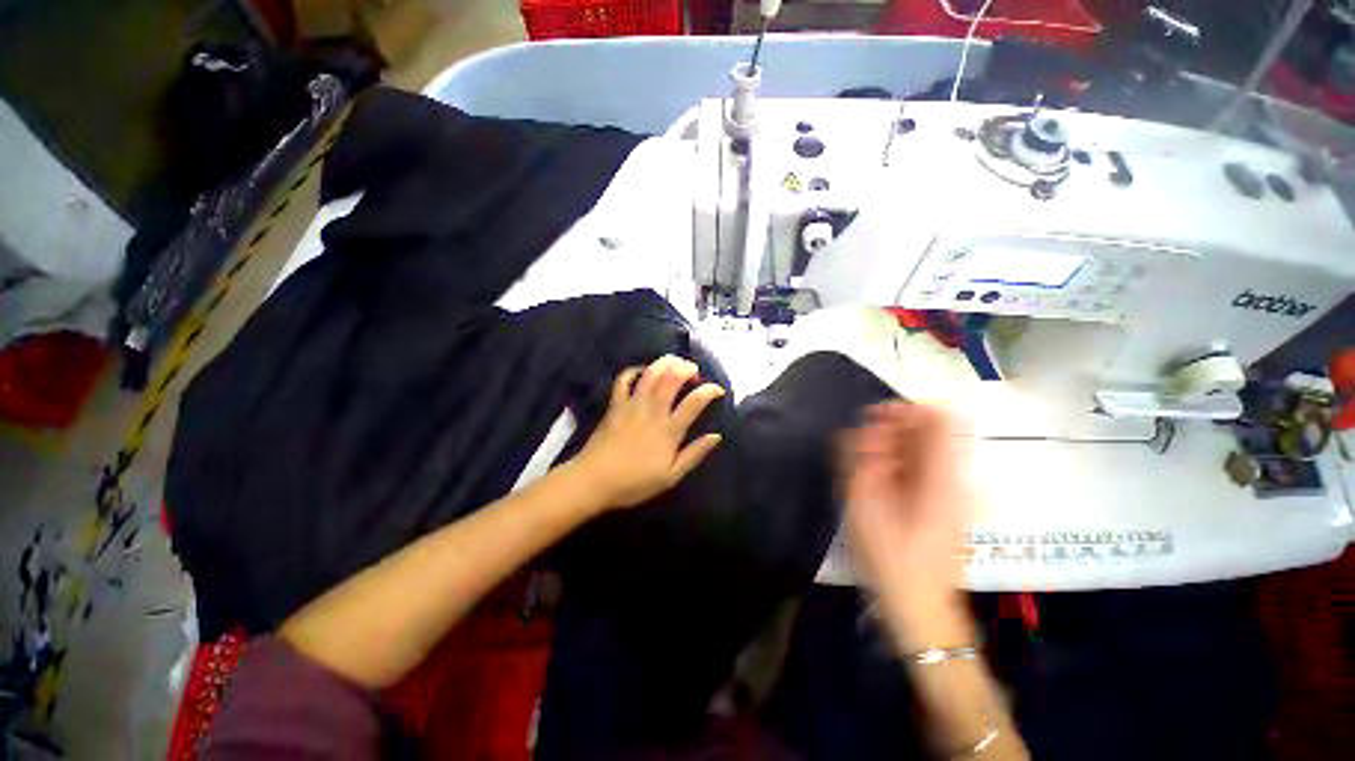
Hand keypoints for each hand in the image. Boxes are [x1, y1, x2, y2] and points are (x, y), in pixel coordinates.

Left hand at [573, 355, 725, 509]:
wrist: (593, 481)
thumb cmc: (634, 483)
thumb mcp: (670, 476)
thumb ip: (694, 454)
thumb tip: (716, 436)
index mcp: (668, 431)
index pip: (693, 403)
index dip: (709, 391)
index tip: (717, 389)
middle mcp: (652, 412)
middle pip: (671, 379)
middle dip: (686, 368)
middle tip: (694, 371)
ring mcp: (632, 405)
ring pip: (650, 374)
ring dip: (665, 362)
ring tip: (676, 363)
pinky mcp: (615, 404)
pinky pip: (624, 379)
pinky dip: (635, 370)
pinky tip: (644, 371)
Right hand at [844, 403, 972, 608]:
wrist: (919, 607)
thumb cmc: (889, 556)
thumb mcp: (864, 503)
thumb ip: (863, 457)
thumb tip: (871, 425)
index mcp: (942, 476)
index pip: (938, 415)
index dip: (904, 409)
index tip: (873, 422)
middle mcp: (957, 477)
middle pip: (931, 429)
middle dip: (893, 431)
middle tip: (865, 453)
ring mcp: (957, 490)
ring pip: (926, 447)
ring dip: (894, 448)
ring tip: (870, 471)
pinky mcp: (950, 502)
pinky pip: (925, 466)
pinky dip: (900, 464)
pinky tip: (882, 484)